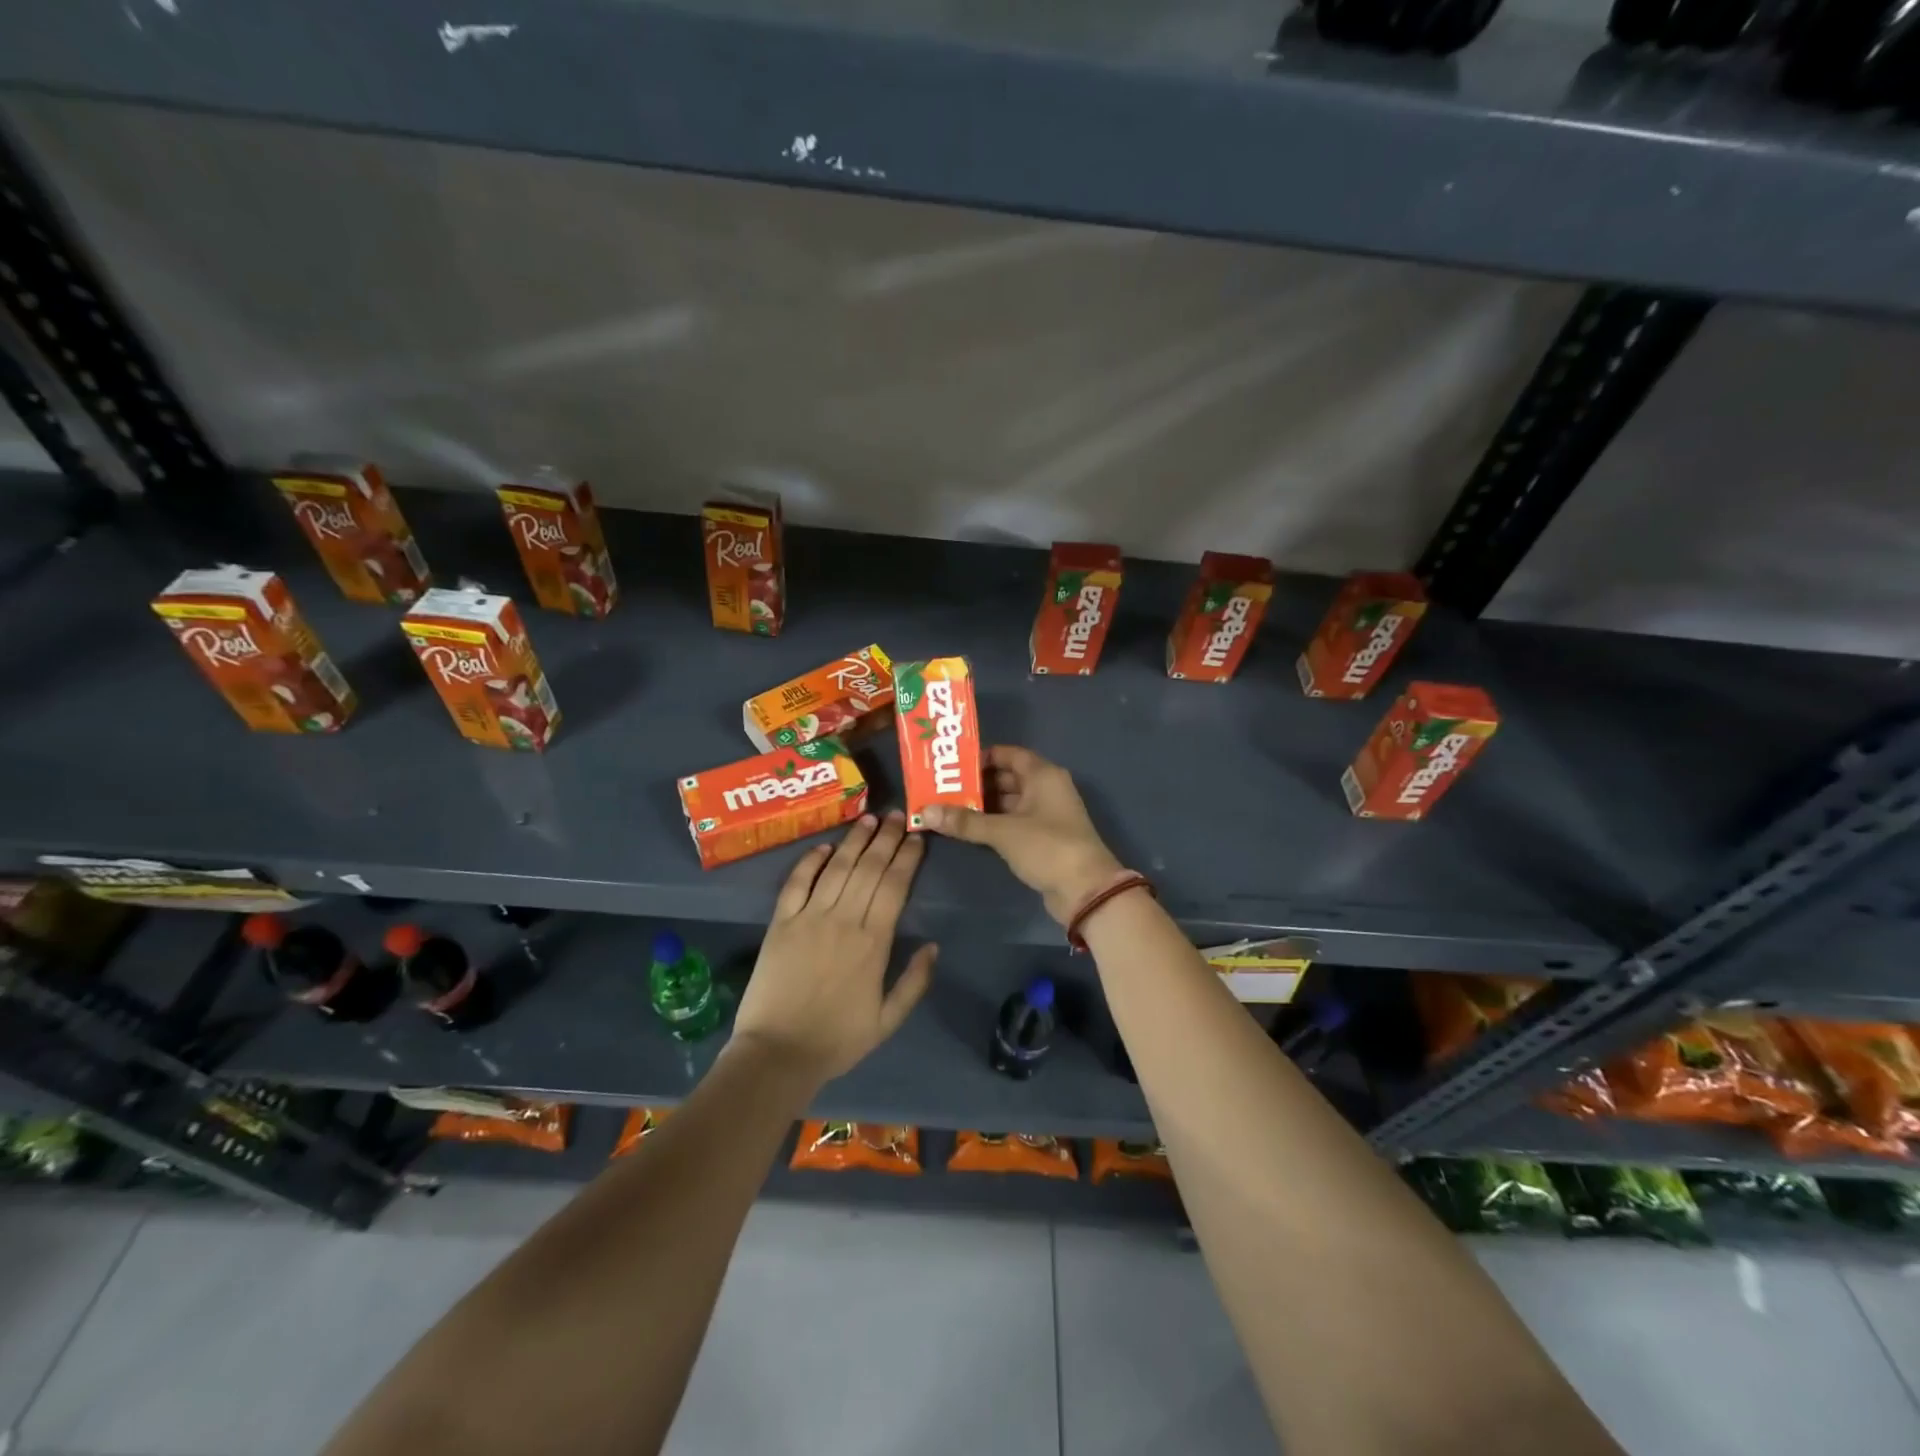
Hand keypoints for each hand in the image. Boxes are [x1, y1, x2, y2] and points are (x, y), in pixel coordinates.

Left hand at [729, 811, 935, 1087]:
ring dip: (854, 840)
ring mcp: (809, 918)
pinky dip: (810, 862)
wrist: (777, 1054)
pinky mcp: (780, 923)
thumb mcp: (887, 1021)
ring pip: (837, 868)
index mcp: (873, 943)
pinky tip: (824, 846)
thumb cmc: (837, 1040)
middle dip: (886, 838)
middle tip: (898, 815)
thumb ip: (914, 982)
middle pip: (869, 868)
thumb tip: (933, 945)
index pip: (894, 886)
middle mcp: (843, 920)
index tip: (917, 838)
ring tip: (869, 819)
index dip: (907, 858)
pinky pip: (797, 883)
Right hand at [919, 745, 1122, 924]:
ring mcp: (1045, 814)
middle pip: (1007, 778)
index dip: (982, 757)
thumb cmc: (1047, 847)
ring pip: (1008, 802)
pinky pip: (1013, 822)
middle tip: (942, 788)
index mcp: (1043, 775)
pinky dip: (992, 823)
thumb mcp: (1003, 832)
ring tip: (948, 808)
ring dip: (982, 805)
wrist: (1085, 890)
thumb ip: (965, 822)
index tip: (953, 766)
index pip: (1010, 754)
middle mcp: (1046, 789)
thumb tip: (927, 812)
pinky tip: (967, 829)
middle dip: (976, 783)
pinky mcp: (1042, 838)